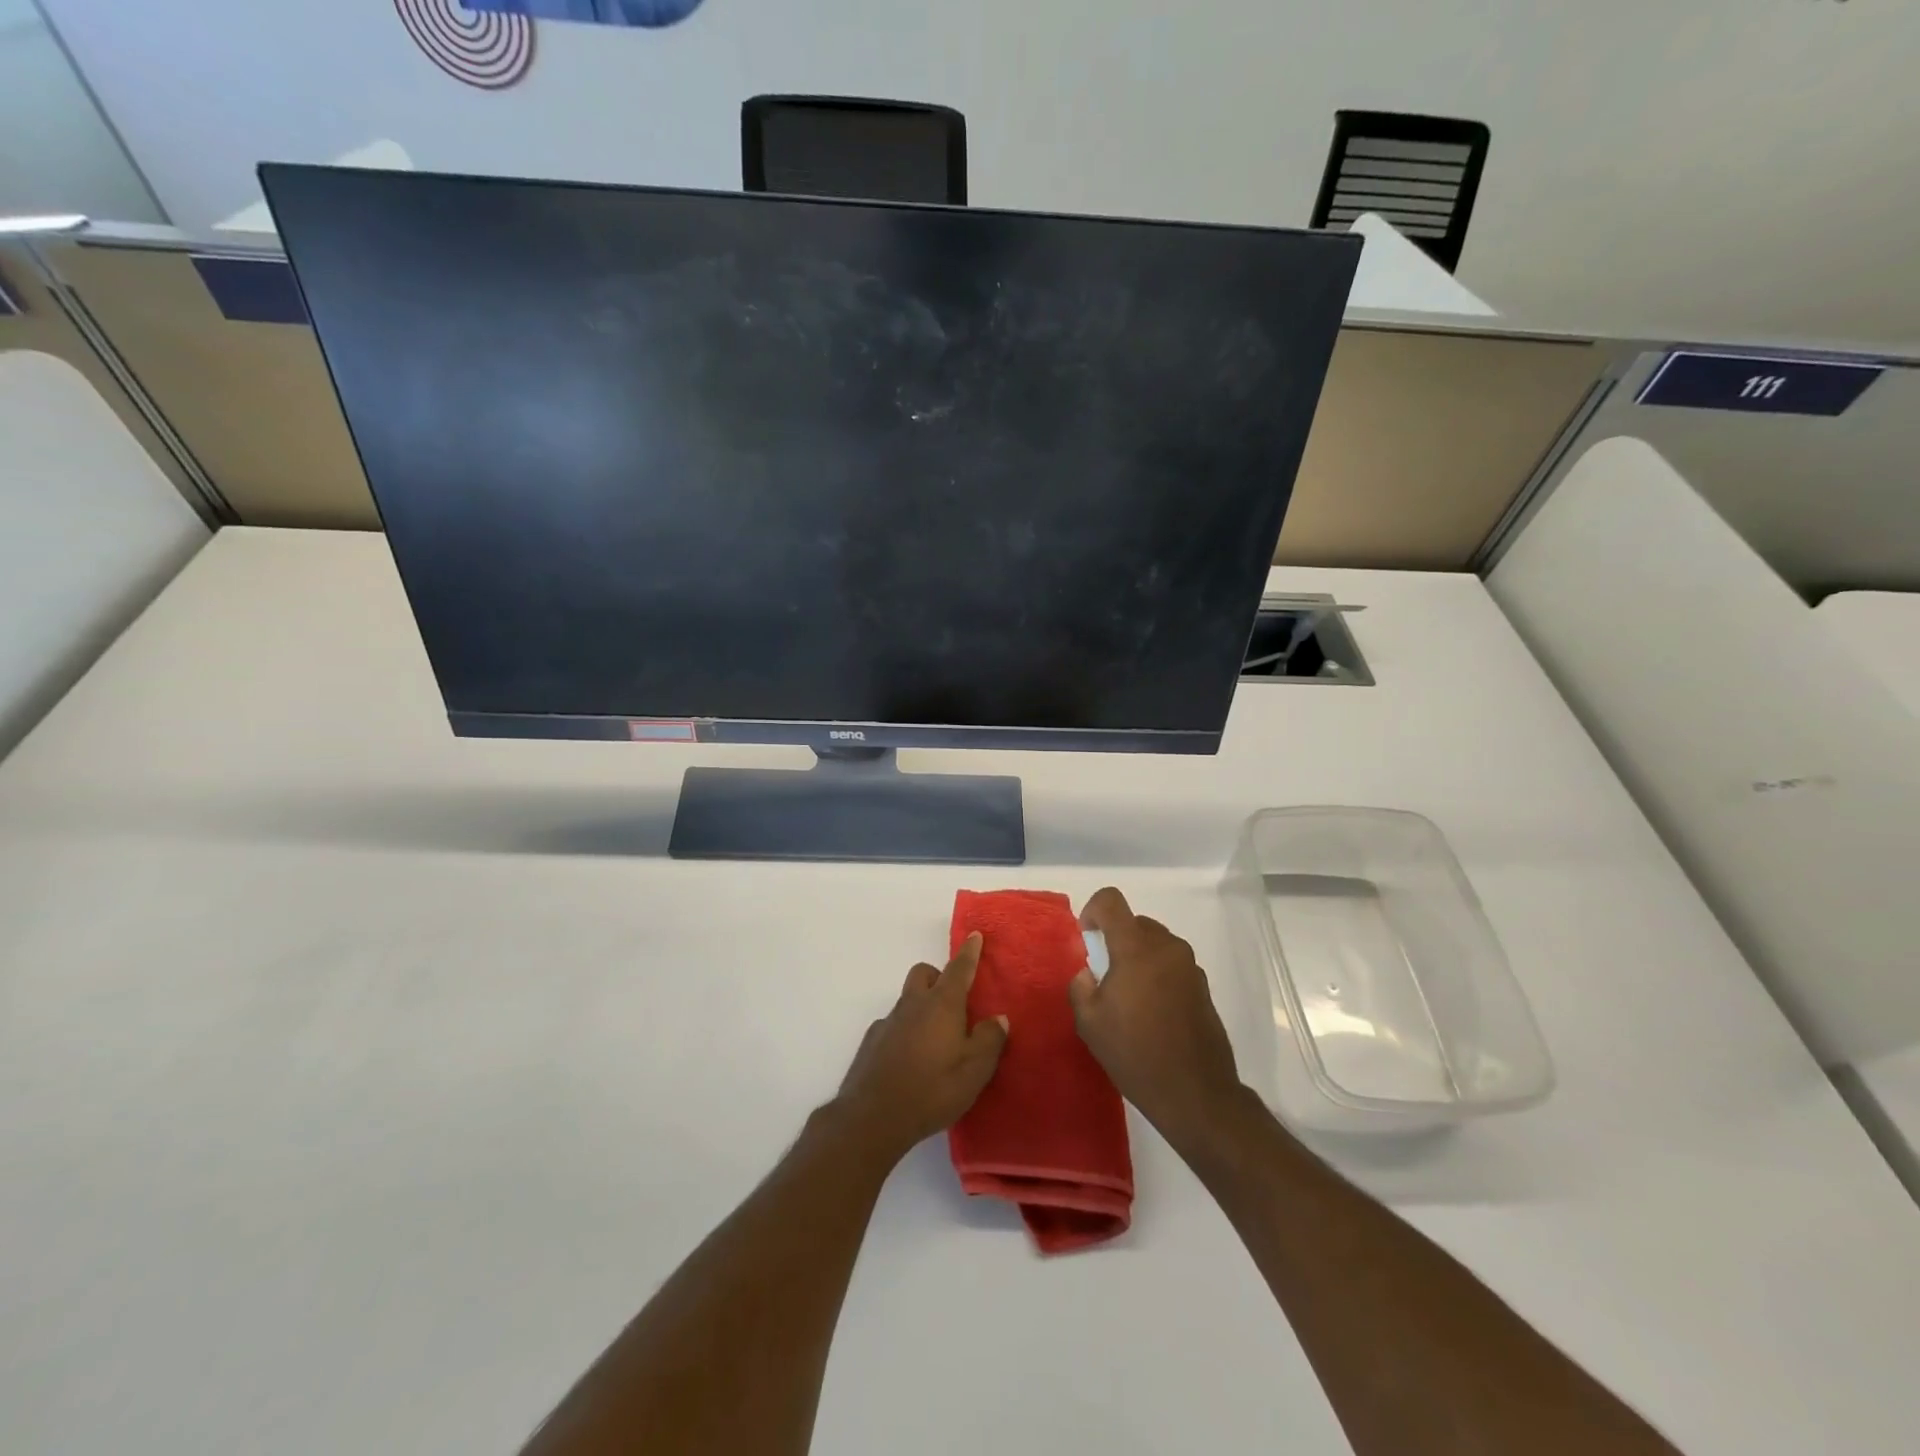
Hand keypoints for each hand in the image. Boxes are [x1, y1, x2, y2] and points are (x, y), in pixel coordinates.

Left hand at [834, 933, 1009, 1164]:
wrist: (873, 1117)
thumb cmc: (931, 1090)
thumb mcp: (974, 1071)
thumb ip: (990, 1040)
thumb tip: (998, 1018)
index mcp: (942, 1005)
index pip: (959, 969)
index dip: (969, 952)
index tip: (974, 935)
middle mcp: (913, 1005)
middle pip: (924, 974)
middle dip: (939, 976)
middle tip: (954, 1001)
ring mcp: (888, 1021)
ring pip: (907, 999)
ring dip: (922, 1006)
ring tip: (935, 1038)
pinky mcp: (871, 1041)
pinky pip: (893, 1024)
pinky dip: (905, 1030)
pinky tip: (910, 1059)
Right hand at [1069, 887, 1243, 1143]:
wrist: (1195, 1093)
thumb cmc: (1135, 1054)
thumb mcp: (1089, 1023)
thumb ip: (1081, 986)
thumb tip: (1088, 973)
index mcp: (1136, 948)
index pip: (1111, 901)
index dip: (1093, 910)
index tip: (1087, 939)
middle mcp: (1167, 947)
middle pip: (1135, 922)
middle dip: (1116, 939)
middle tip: (1105, 975)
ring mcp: (1190, 966)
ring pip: (1155, 943)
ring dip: (1138, 957)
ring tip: (1129, 997)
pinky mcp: (1203, 986)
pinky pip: (1172, 964)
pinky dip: (1157, 974)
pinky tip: (1153, 1012)